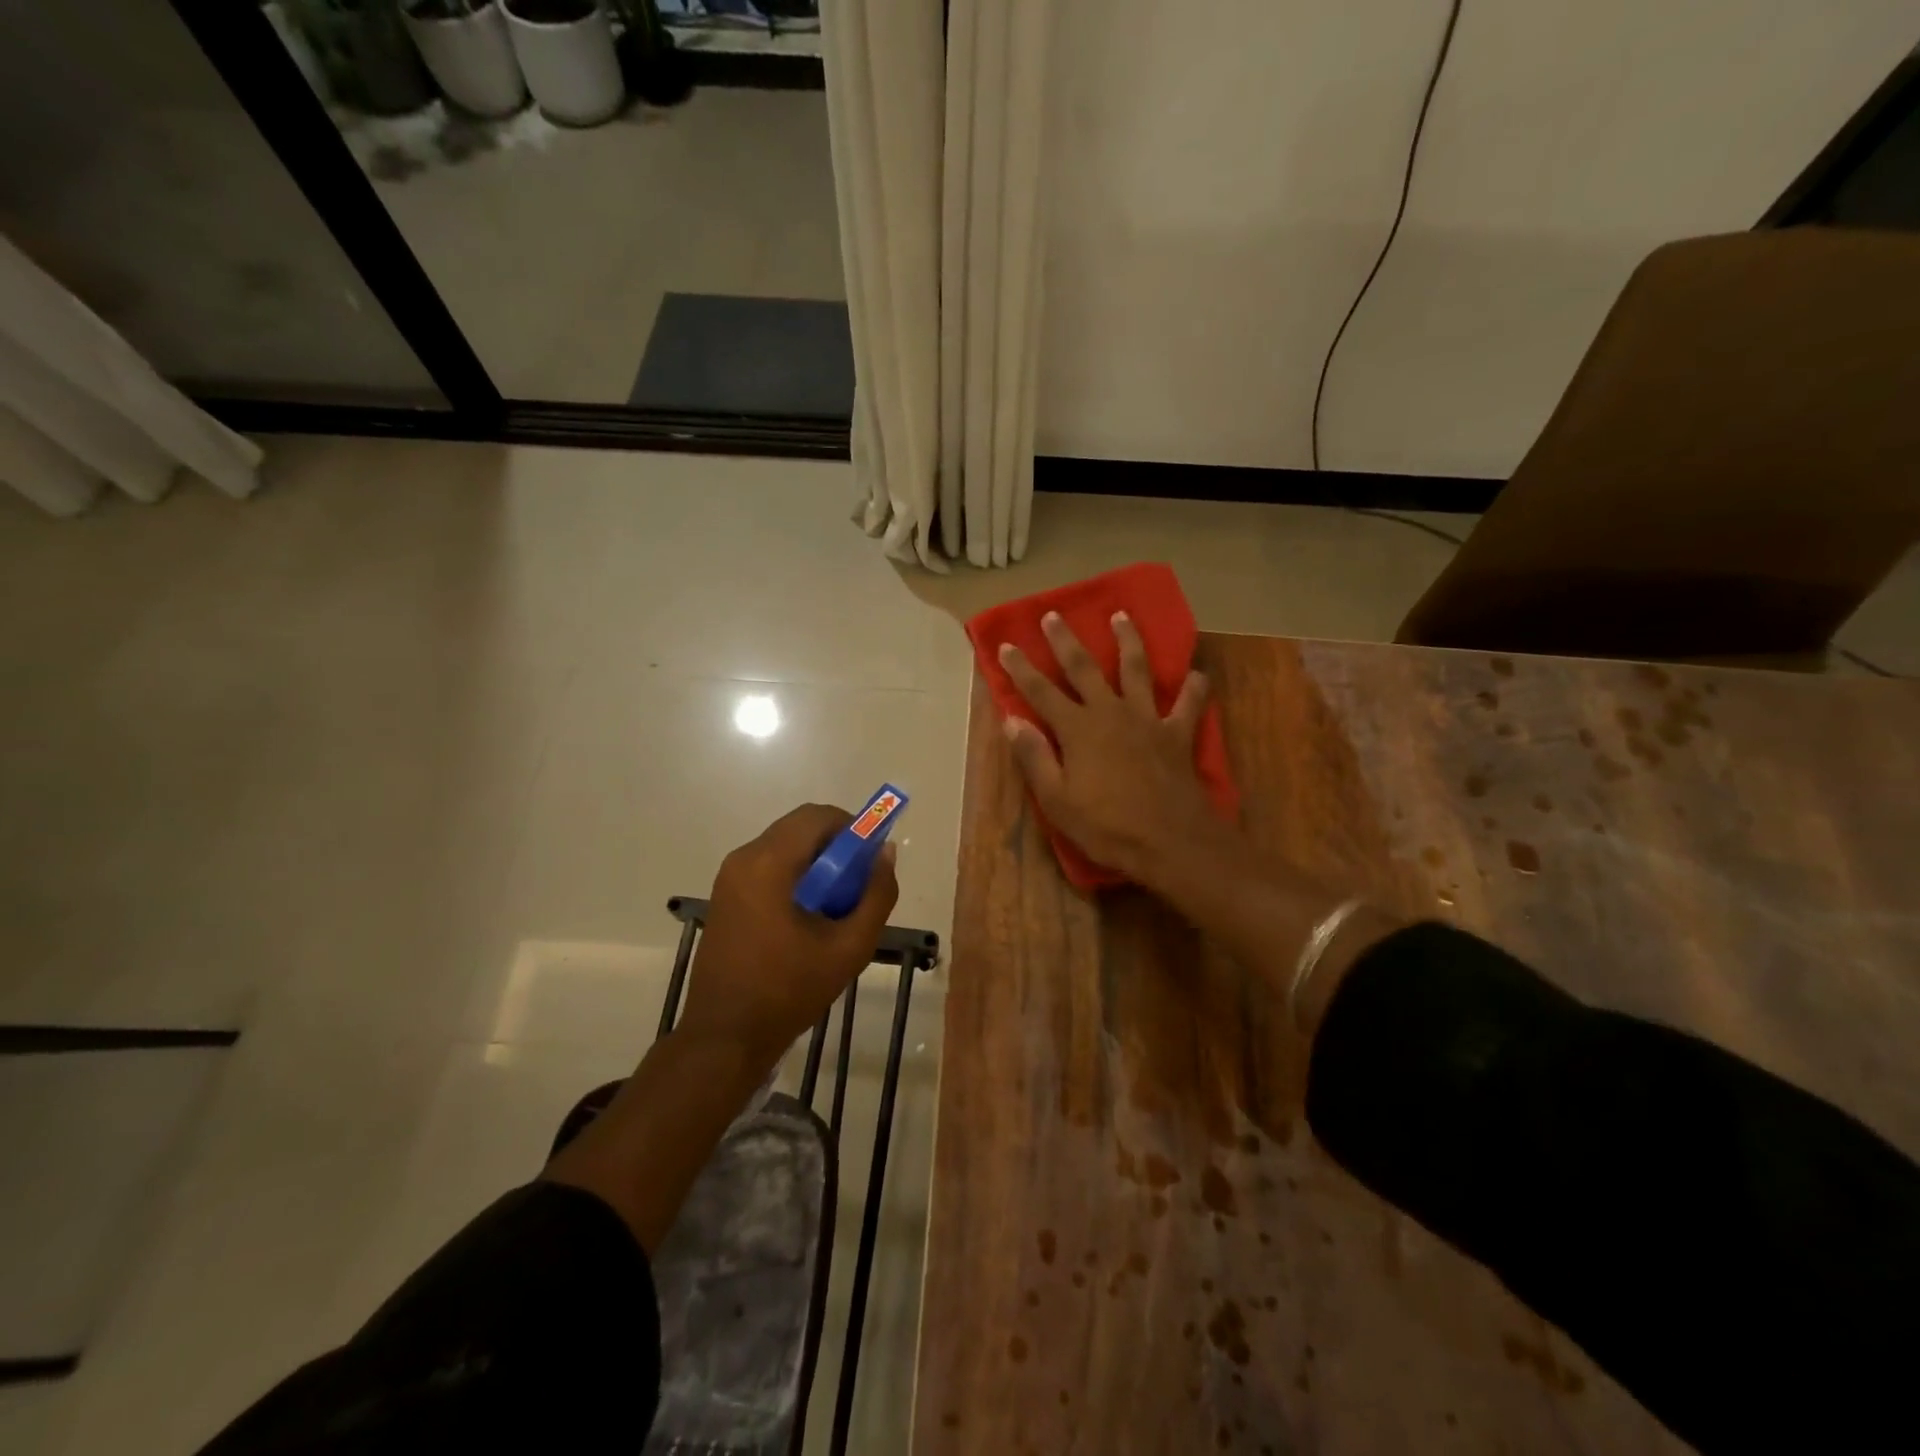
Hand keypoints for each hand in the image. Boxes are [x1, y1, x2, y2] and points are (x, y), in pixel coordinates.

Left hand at [676, 804, 898, 1071]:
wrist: (725, 1037)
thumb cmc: (789, 991)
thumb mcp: (849, 947)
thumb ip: (876, 895)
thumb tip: (885, 853)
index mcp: (769, 864)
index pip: (817, 816)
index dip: (853, 827)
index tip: (871, 858)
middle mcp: (743, 859)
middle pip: (799, 828)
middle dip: (836, 845)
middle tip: (858, 882)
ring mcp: (729, 878)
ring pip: (784, 846)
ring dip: (816, 861)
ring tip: (837, 903)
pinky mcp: (725, 896)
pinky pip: (768, 866)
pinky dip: (795, 875)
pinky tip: (808, 916)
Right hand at [999, 611, 1228, 885]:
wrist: (1170, 841)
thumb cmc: (1107, 826)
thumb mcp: (1057, 800)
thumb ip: (1034, 757)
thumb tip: (1012, 721)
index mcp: (1077, 729)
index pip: (1040, 692)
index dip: (1021, 669)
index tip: (1006, 645)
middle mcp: (1110, 713)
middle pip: (1084, 668)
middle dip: (1065, 641)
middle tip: (1054, 614)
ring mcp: (1147, 719)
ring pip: (1137, 670)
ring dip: (1128, 640)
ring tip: (1123, 616)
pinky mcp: (1177, 733)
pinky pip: (1189, 704)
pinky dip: (1194, 687)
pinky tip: (1196, 673)